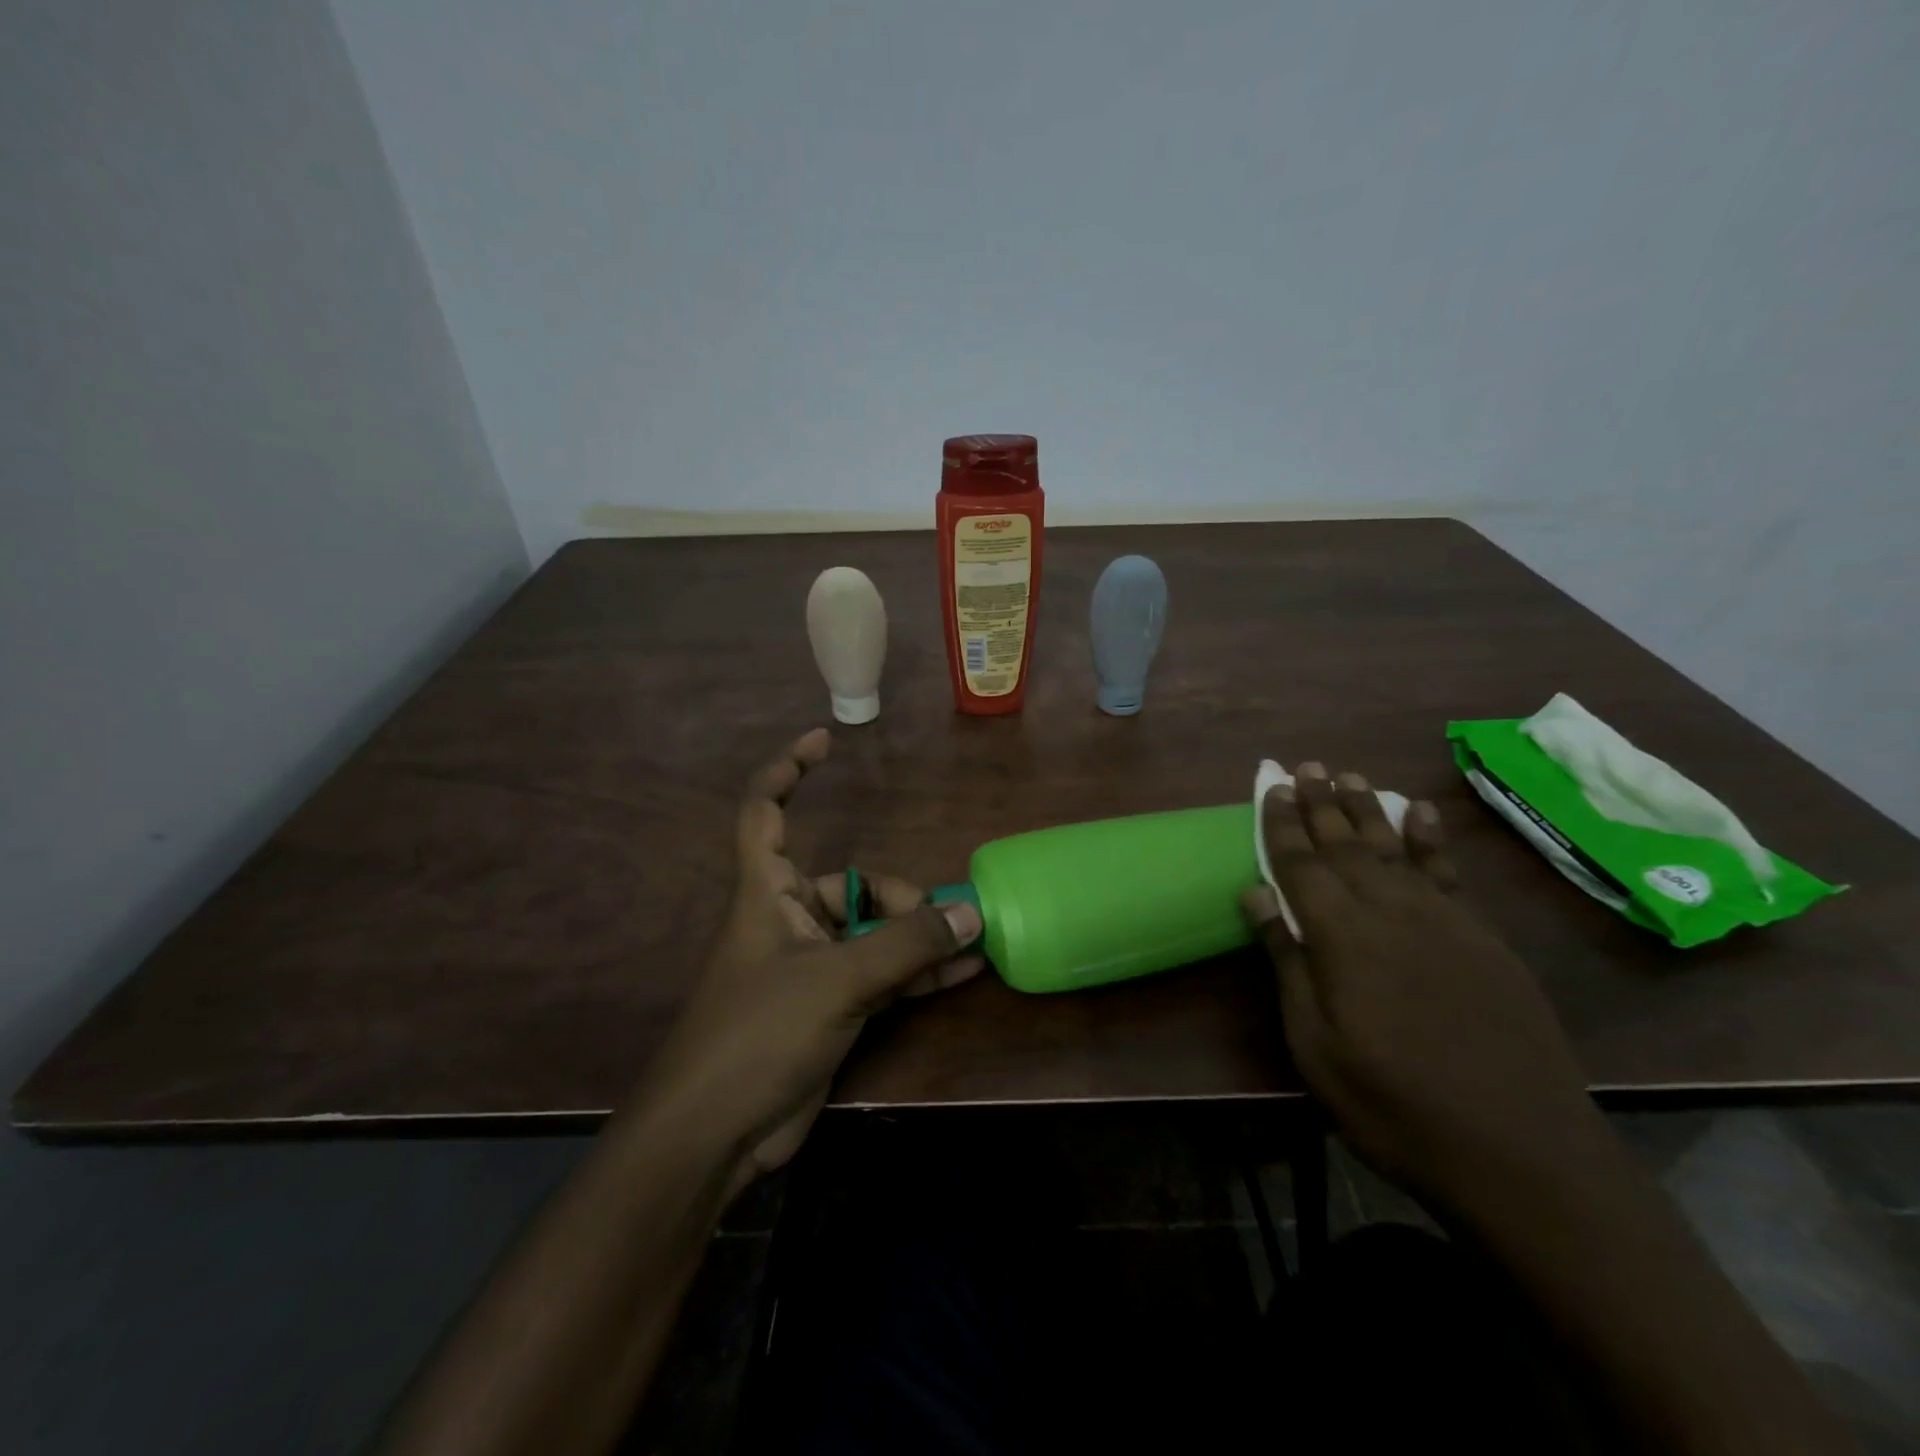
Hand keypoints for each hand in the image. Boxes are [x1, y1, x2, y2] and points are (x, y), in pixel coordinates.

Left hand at [644, 729, 984, 1190]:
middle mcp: (789, 919)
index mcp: (767, 892)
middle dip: (899, 898)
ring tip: (972, 940)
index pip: (765, 811)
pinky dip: (918, 972)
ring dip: (919, 937)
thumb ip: (905, 946)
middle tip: (945, 924)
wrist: (716, 1134)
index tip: (825, 740)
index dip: (787, 770)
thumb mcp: (836, 981)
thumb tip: (970, 915)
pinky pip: (882, 973)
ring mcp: (812, 965)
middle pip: (850, 883)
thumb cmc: (757, 1034)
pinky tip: (961, 972)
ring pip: (873, 932)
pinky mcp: (831, 1006)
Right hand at [1241, 763, 1608, 1217]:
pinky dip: (1429, 838)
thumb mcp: (1315, 1045)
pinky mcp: (1481, 938)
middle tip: (1304, 766)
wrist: (1520, 1152)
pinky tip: (1419, 813)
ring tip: (1348, 775)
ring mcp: (1443, 921)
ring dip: (1367, 808)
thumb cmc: (1393, 1104)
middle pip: (1346, 844)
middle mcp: (1390, 911)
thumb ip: (1287, 962)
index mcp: (1342, 936)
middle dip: (1321, 803)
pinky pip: (1446, 872)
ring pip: (1393, 848)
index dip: (1282, 824)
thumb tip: (1256, 894)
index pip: (1301, 863)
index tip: (1270, 788)